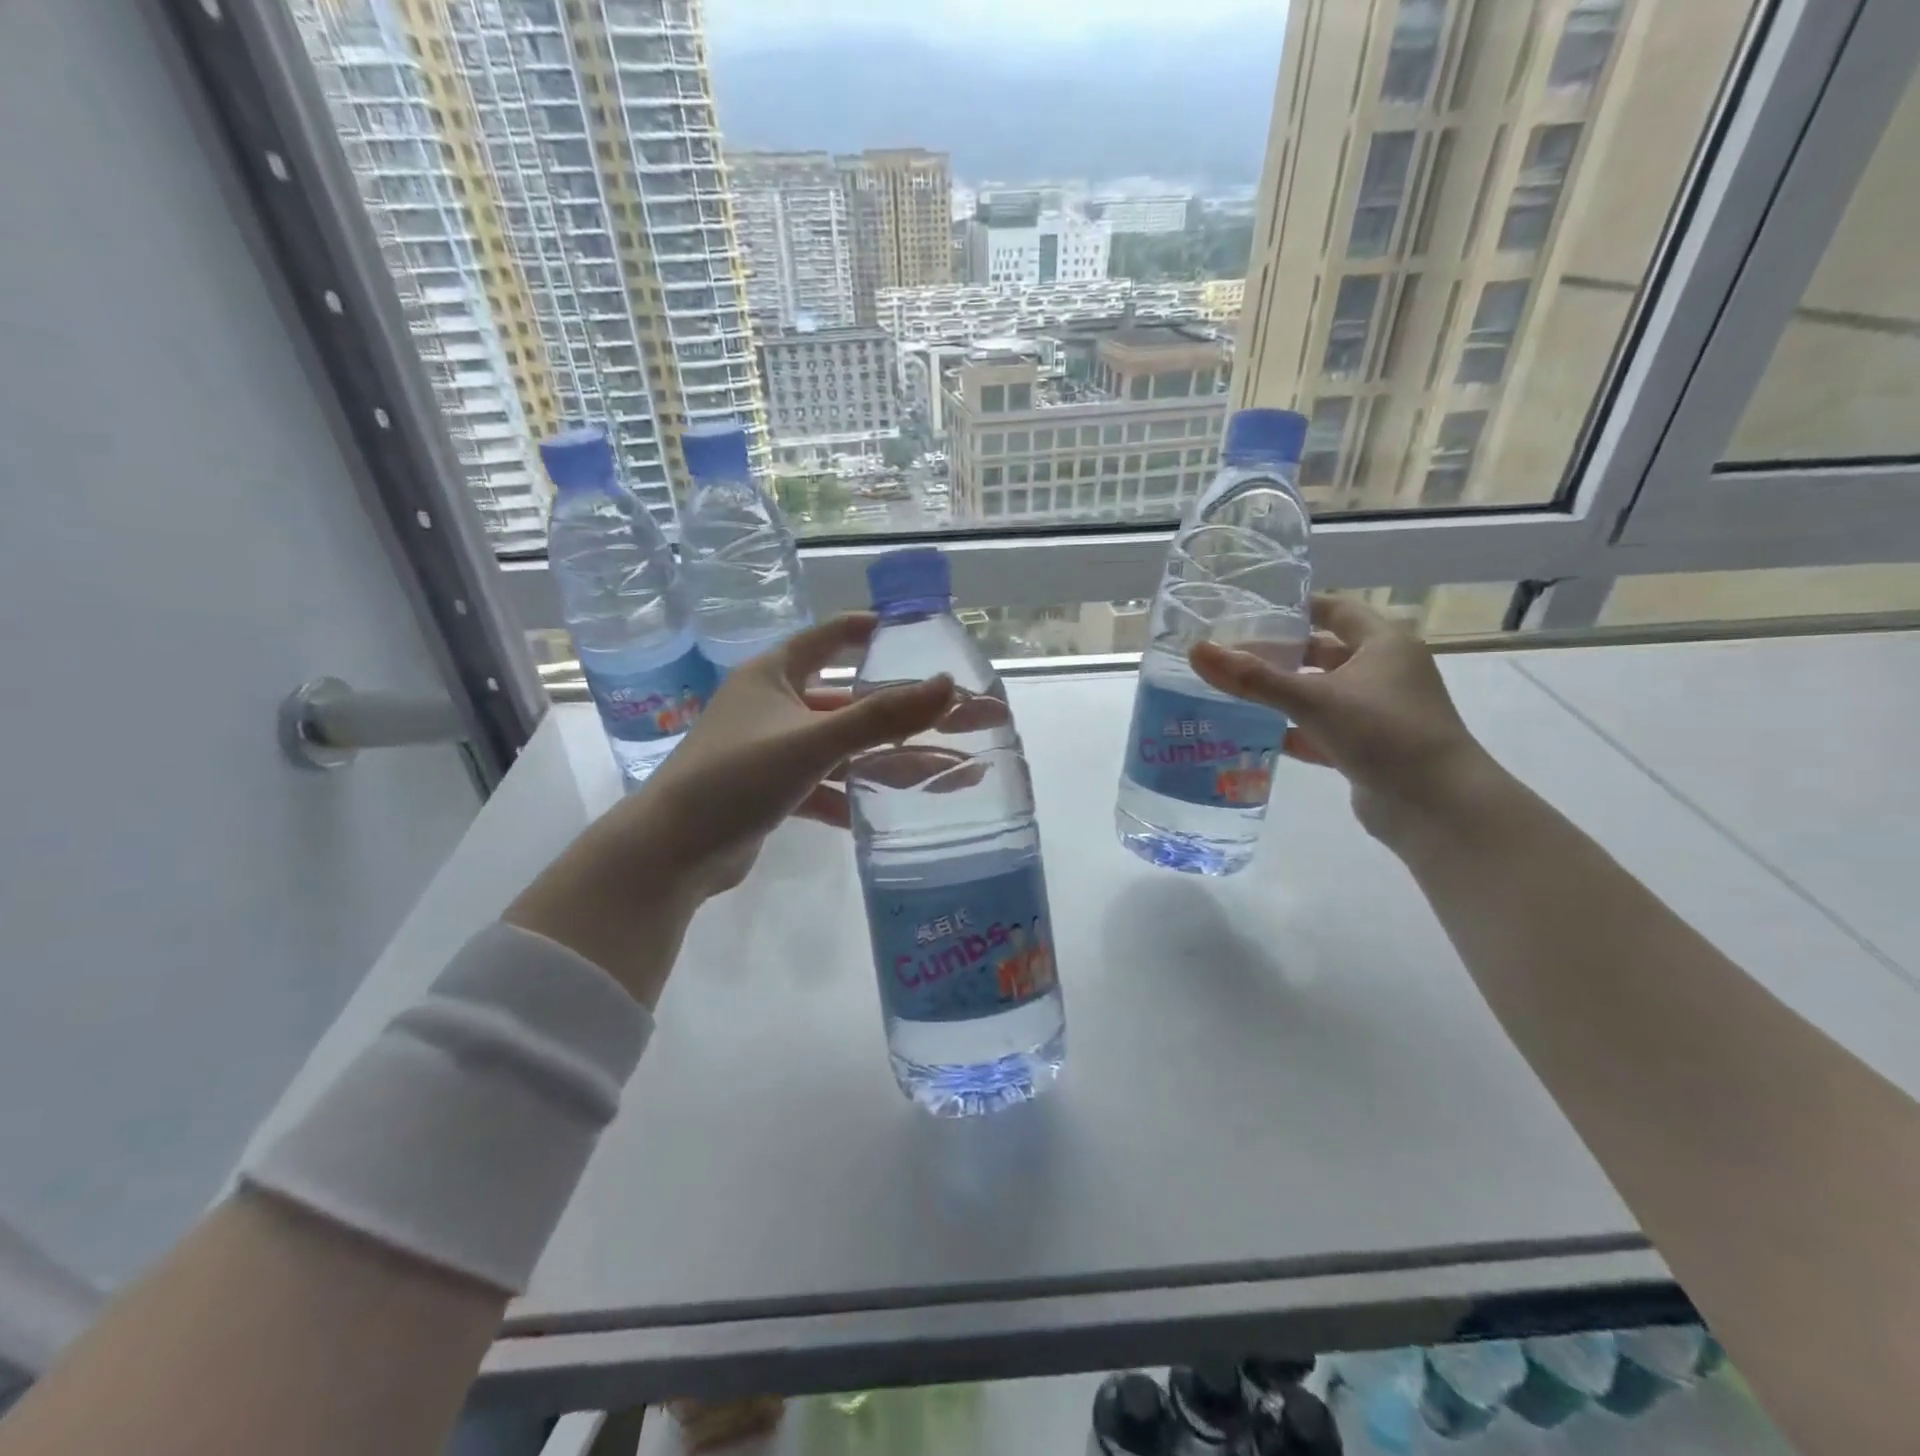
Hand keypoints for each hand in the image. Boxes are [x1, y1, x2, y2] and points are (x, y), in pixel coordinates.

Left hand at [504, 614, 954, 1002]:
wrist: (670, 853)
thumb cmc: (736, 777)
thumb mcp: (812, 741)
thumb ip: (881, 716)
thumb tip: (947, 684)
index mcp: (774, 676)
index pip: (829, 638)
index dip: (871, 631)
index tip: (918, 633)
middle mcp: (773, 707)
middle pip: (851, 702)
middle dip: (905, 713)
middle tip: (964, 718)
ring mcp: (772, 752)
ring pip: (843, 750)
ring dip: (890, 762)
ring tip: (951, 773)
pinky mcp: (772, 793)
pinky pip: (826, 786)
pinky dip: (856, 797)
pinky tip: (896, 813)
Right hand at [1189, 594, 1501, 845]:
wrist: (1437, 806)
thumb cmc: (1384, 733)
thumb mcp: (1314, 699)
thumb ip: (1254, 678)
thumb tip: (1197, 651)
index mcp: (1384, 644)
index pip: (1335, 610)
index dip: (1296, 607)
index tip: (1250, 611)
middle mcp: (1384, 672)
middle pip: (1324, 652)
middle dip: (1281, 653)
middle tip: (1231, 655)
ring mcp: (1377, 712)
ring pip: (1321, 693)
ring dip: (1283, 694)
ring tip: (1233, 692)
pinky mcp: (1368, 748)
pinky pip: (1322, 729)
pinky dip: (1293, 730)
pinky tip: (1256, 734)